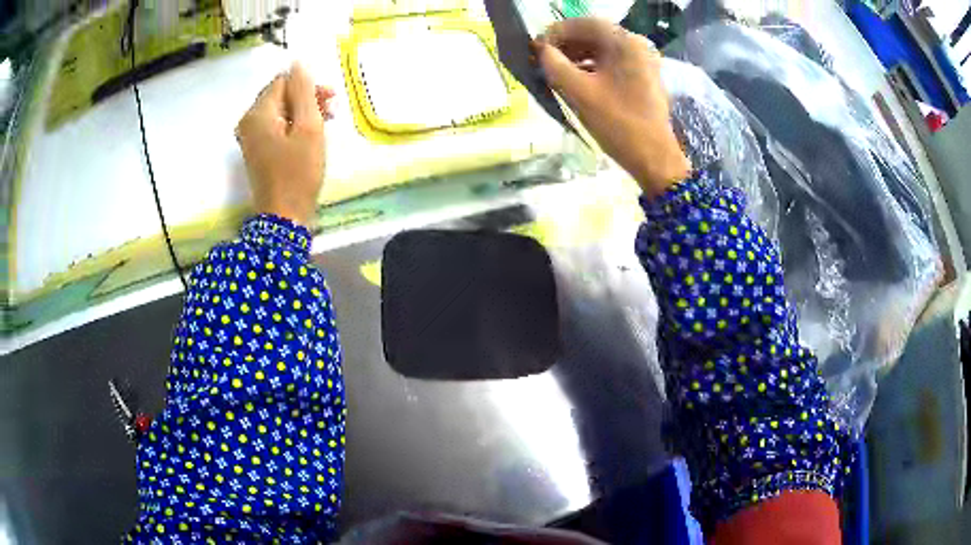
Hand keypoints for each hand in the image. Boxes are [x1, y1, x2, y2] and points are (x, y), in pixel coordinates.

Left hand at [236, 62, 334, 226]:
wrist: (284, 218)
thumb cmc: (298, 172)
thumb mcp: (308, 127)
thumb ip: (303, 91)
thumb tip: (298, 62)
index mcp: (258, 113)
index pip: (283, 81)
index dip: (308, 84)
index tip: (331, 98)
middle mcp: (249, 121)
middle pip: (280, 95)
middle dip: (307, 97)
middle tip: (332, 110)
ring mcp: (250, 137)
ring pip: (280, 111)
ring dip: (303, 111)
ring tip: (326, 123)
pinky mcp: (256, 150)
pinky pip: (276, 126)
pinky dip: (293, 125)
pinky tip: (310, 135)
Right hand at [536, 18, 690, 197]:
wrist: (654, 158)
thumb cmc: (618, 123)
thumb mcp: (579, 92)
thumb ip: (554, 65)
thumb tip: (540, 49)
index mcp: (625, 42)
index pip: (584, 24)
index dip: (556, 32)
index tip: (536, 46)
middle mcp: (637, 45)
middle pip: (595, 35)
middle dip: (567, 44)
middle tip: (544, 58)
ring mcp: (644, 62)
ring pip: (604, 49)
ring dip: (578, 55)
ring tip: (556, 70)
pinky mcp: (644, 77)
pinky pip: (614, 63)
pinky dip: (593, 66)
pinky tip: (578, 79)